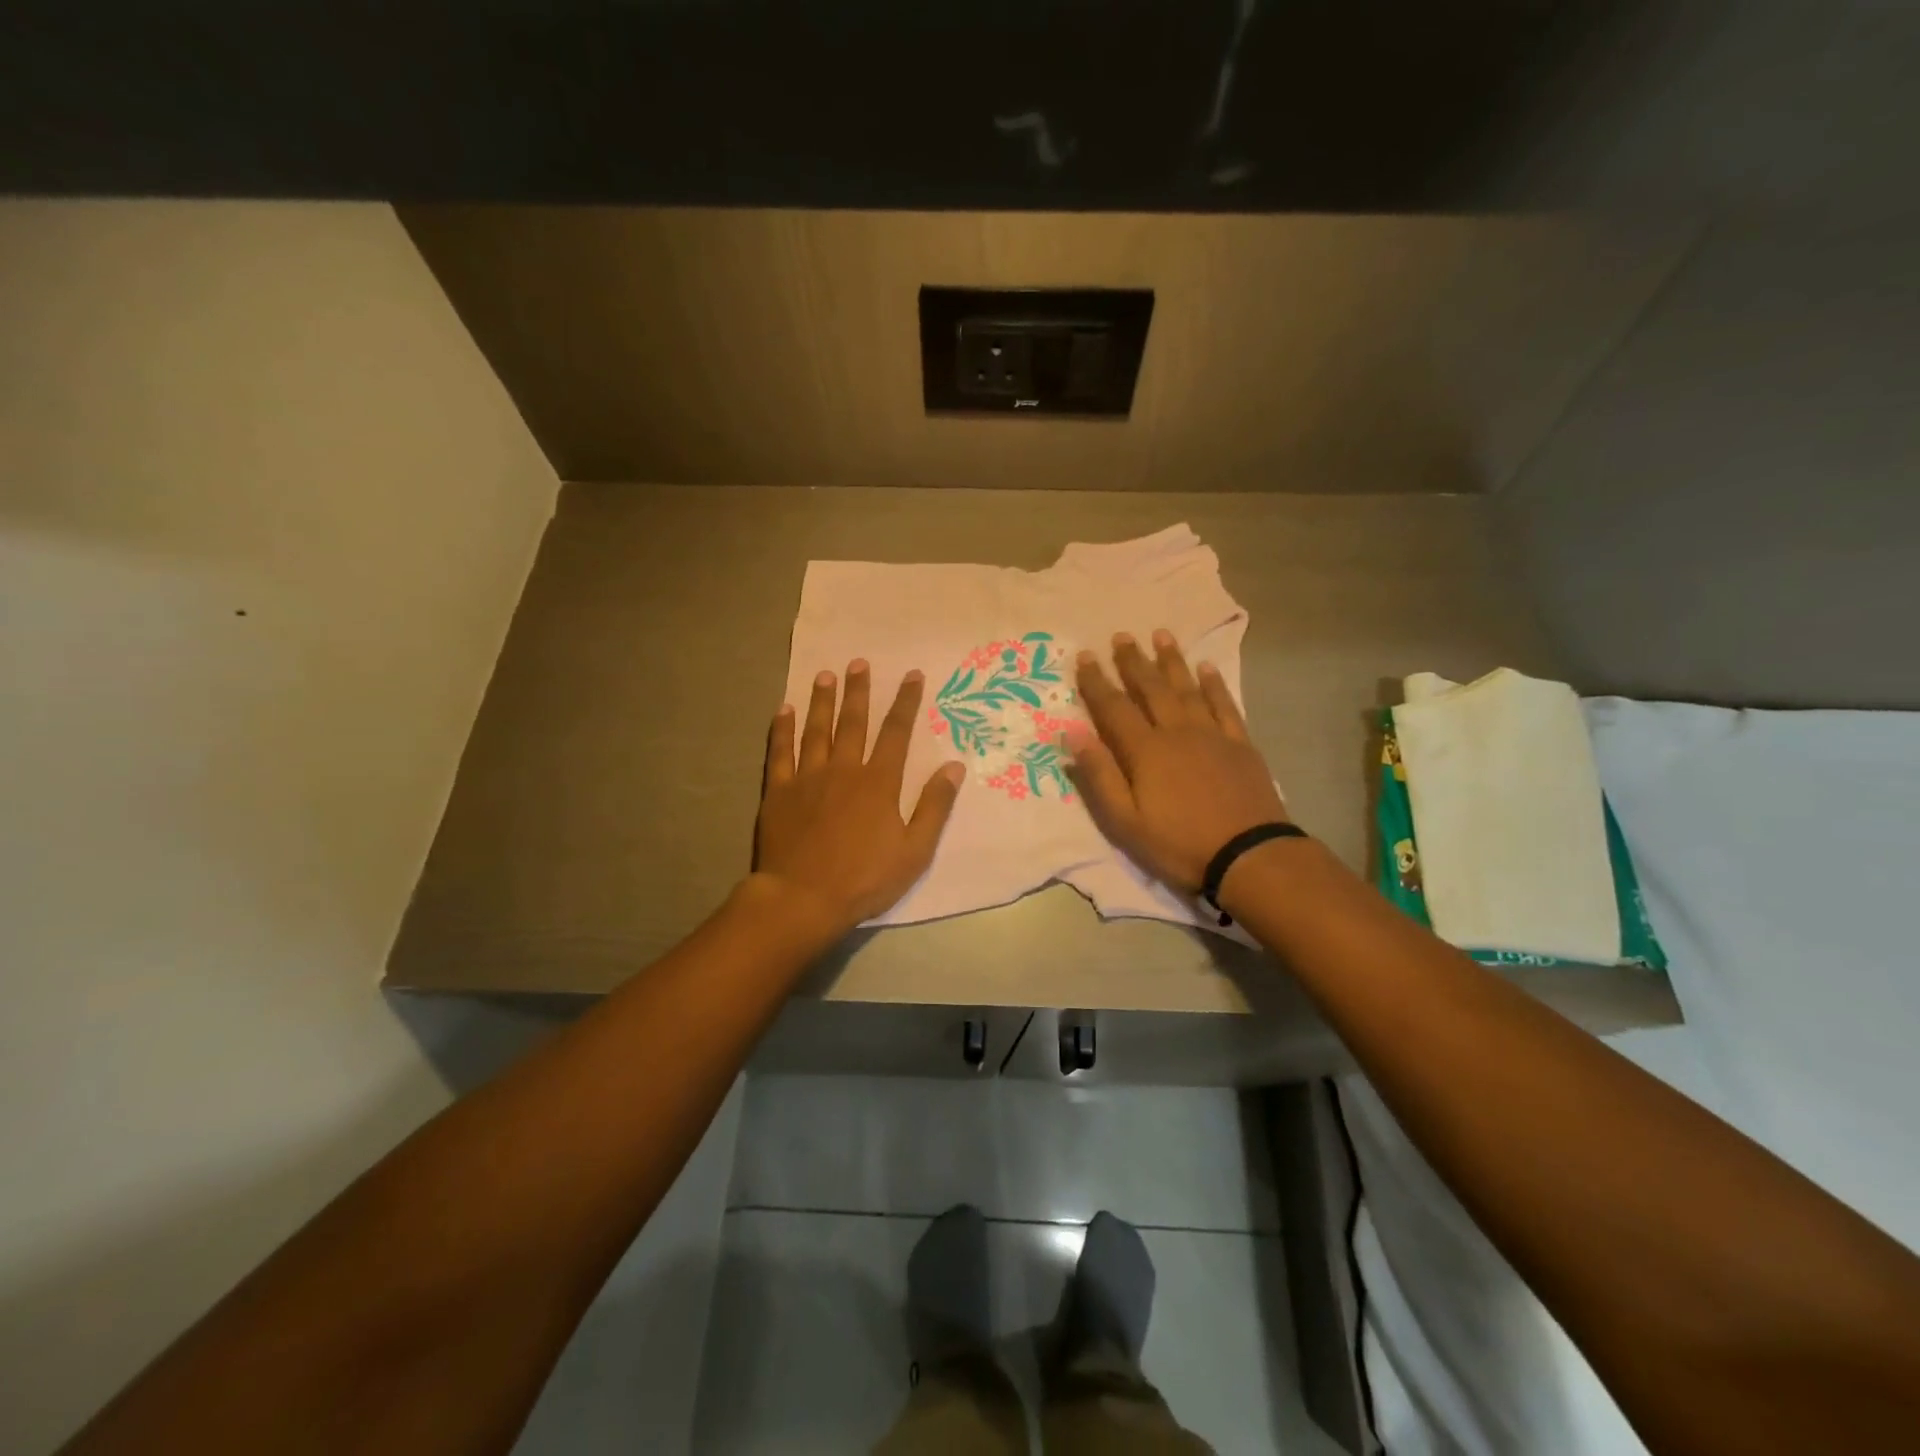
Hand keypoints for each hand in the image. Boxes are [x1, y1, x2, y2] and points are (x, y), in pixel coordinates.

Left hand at [754, 660, 964, 937]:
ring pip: (816, 730)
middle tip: (859, 662)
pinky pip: (780, 752)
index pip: (896, 733)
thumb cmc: (864, 878)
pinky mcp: (779, 792)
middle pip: (853, 723)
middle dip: (858, 691)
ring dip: (821, 701)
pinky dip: (782, 730)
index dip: (906, 702)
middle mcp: (843, 770)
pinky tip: (783, 710)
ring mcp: (807, 778)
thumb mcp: (914, 850)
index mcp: (878, 783)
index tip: (912, 675)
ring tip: (825, 675)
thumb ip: (934, 806)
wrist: (803, 899)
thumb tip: (953, 766)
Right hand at [1069, 630, 1288, 893]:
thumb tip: (1073, 733)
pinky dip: (1214, 684)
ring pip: (1187, 689)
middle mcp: (1176, 732)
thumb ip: (1099, 775)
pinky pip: (1224, 705)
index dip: (1097, 682)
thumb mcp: (1125, 821)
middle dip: (1134, 662)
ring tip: (1161, 635)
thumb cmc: (1178, 844)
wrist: (1247, 856)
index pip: (1114, 708)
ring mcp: (1211, 735)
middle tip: (1121, 636)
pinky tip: (1207, 667)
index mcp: (1145, 751)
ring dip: (1172, 661)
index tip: (1085, 656)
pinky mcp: (1240, 744)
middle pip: (1151, 689)